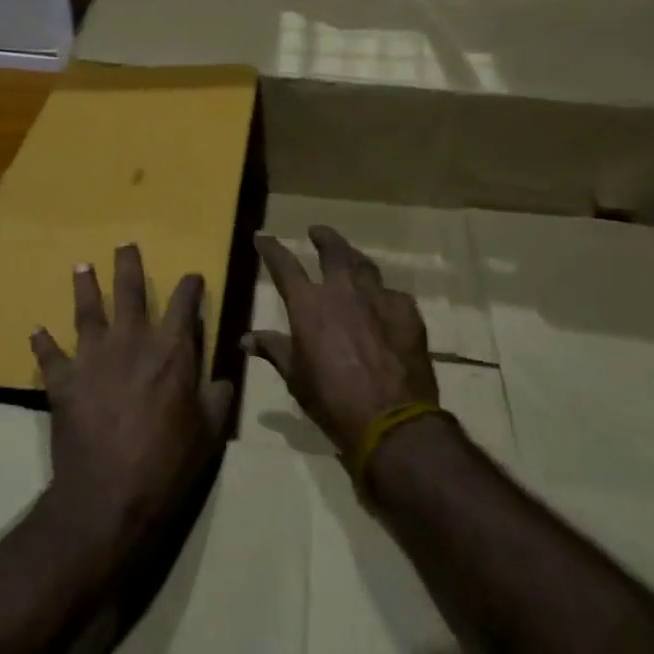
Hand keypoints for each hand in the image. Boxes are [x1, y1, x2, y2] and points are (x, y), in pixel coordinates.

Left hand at [30, 244, 233, 561]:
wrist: (109, 495)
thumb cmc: (167, 463)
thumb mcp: (209, 433)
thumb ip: (218, 398)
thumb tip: (226, 376)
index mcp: (171, 350)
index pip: (184, 303)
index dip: (190, 286)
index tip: (192, 277)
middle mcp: (131, 341)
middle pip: (129, 291)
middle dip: (129, 265)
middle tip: (125, 244)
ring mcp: (93, 357)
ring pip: (87, 311)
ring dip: (84, 287)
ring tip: (82, 267)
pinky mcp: (63, 380)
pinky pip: (50, 356)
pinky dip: (43, 343)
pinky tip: (36, 331)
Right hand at [248, 225, 439, 458]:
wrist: (392, 421)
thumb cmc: (333, 402)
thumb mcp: (296, 378)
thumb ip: (274, 350)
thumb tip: (246, 339)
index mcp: (309, 306)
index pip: (284, 266)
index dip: (270, 249)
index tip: (262, 237)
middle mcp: (343, 291)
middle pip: (333, 250)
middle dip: (323, 237)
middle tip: (317, 232)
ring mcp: (378, 298)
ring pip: (365, 265)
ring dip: (354, 258)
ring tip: (350, 259)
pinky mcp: (407, 312)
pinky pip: (392, 295)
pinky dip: (382, 296)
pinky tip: (383, 305)